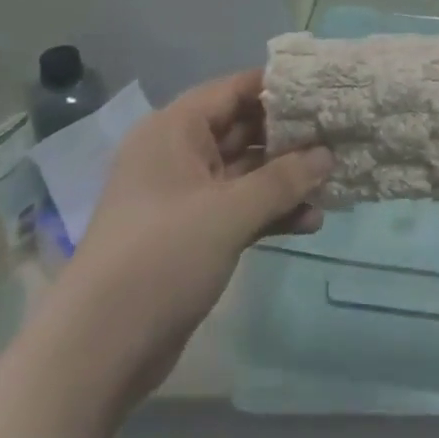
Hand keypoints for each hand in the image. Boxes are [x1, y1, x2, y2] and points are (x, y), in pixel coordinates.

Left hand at [56, 69, 331, 410]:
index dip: (279, 88)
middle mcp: (178, 154)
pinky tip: (311, 221)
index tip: (325, 91)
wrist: (99, 350)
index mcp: (175, 130)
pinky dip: (271, 212)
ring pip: (245, 173)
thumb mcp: (228, 212)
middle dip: (290, 137)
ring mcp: (185, 197)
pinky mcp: (193, 234)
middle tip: (339, 136)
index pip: (234, 90)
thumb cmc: (162, 257)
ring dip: (286, 179)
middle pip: (242, 130)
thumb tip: (328, 155)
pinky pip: (239, 208)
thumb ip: (282, 180)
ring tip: (333, 182)